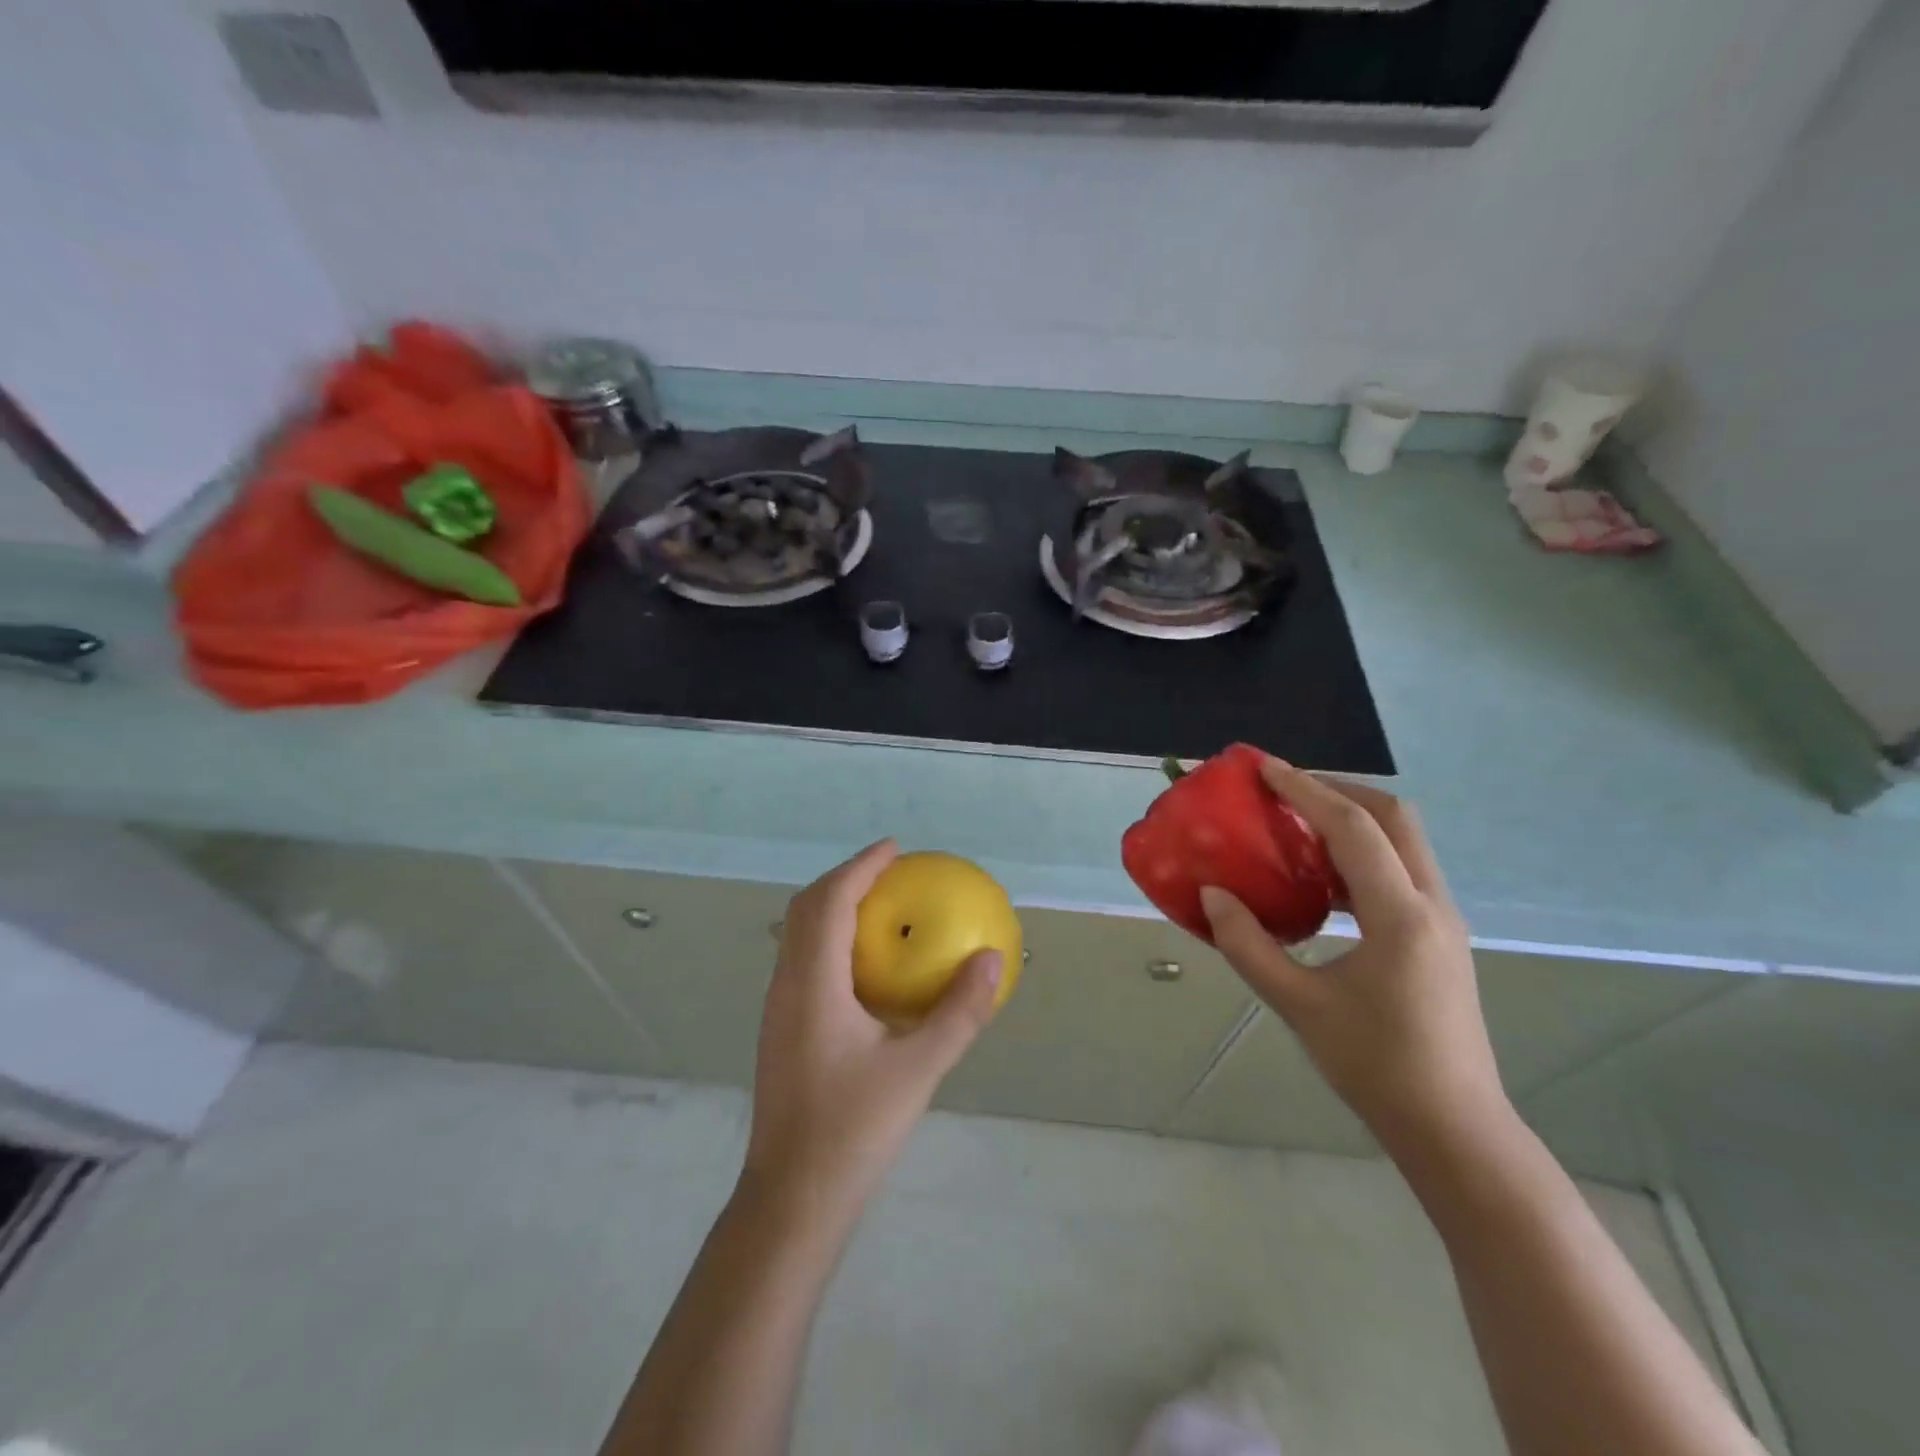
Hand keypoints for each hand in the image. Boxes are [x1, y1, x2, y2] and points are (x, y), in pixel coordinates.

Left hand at [742, 839, 1002, 1221]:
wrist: (792, 1200)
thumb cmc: (854, 1130)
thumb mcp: (919, 1069)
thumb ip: (959, 1012)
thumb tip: (993, 959)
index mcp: (812, 984)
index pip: (831, 901)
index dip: (861, 866)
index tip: (896, 849)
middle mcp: (786, 985)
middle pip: (806, 908)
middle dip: (845, 878)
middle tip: (890, 872)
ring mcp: (778, 1009)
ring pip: (798, 935)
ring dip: (834, 908)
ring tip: (880, 908)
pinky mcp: (781, 1031)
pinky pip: (803, 961)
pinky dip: (831, 940)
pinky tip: (866, 968)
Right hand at [1198, 758, 1509, 1156]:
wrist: (1455, 1129)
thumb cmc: (1375, 1067)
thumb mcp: (1298, 1006)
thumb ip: (1247, 945)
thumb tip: (1212, 895)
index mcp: (1400, 916)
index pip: (1353, 827)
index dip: (1305, 790)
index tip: (1263, 768)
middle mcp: (1431, 904)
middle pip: (1393, 816)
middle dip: (1336, 789)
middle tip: (1282, 789)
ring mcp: (1442, 919)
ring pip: (1403, 840)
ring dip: (1351, 817)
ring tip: (1296, 822)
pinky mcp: (1439, 935)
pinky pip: (1400, 869)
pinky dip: (1361, 852)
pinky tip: (1321, 878)